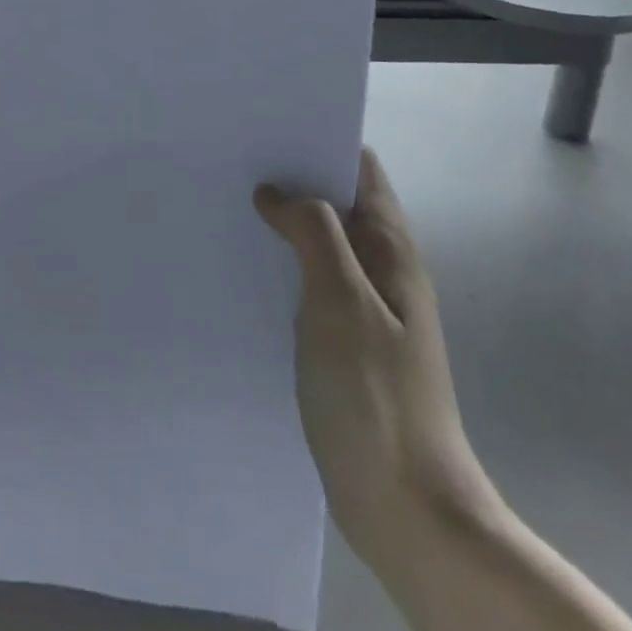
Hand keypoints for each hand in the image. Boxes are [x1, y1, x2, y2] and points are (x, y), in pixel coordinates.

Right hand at [255, 150, 497, 565]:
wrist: (406, 507)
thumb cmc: (375, 395)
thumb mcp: (342, 302)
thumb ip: (314, 234)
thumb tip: (277, 190)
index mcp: (390, 250)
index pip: (360, 169)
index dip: (319, 138)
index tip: (266, 123)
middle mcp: (380, 269)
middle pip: (335, 200)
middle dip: (290, 175)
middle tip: (231, 158)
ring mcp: (362, 306)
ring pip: (318, 240)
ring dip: (282, 218)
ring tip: (225, 200)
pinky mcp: (342, 339)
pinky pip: (307, 279)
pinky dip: (279, 260)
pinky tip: (241, 262)